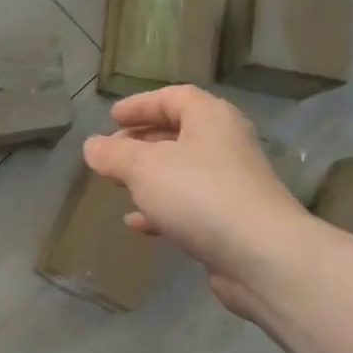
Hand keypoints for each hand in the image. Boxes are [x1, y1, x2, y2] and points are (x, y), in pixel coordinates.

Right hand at [82, 86, 313, 318]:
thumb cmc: (199, 194)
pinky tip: (137, 223)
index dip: (140, 105)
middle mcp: (225, 144)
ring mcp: (231, 184)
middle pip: (178, 133)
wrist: (261, 255)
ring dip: (149, 177)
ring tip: (118, 185)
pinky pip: (189, 206)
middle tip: (111, 153)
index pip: (173, 97)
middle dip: (141, 142)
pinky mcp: (231, 220)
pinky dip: (161, 210)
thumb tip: (92, 146)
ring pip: (182, 171)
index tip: (111, 117)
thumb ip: (114, 154)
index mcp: (210, 118)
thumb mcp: (144, 167)